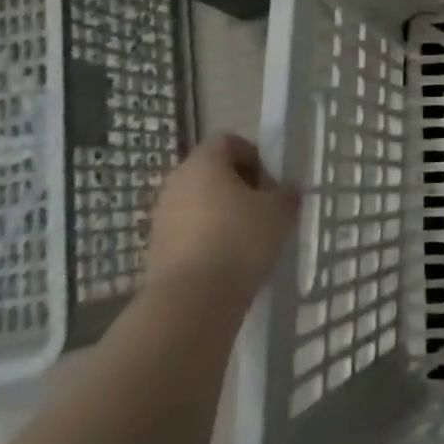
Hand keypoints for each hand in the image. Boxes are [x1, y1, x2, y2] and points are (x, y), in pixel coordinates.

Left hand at [145, 134, 298, 309]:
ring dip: (223, 214)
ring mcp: (162, 216)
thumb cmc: (239, 241)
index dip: (255, 157)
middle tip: (263, 210)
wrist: (191, 302)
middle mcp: (177, 181)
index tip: (271, 184)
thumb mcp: (280, 211)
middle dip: (240, 186)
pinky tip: (228, 262)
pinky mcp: (156, 248)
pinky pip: (189, 232)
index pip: (230, 141)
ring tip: (248, 240)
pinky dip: (208, 239)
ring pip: (200, 203)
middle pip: (212, 171)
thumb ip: (287, 193)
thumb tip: (286, 190)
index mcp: (204, 162)